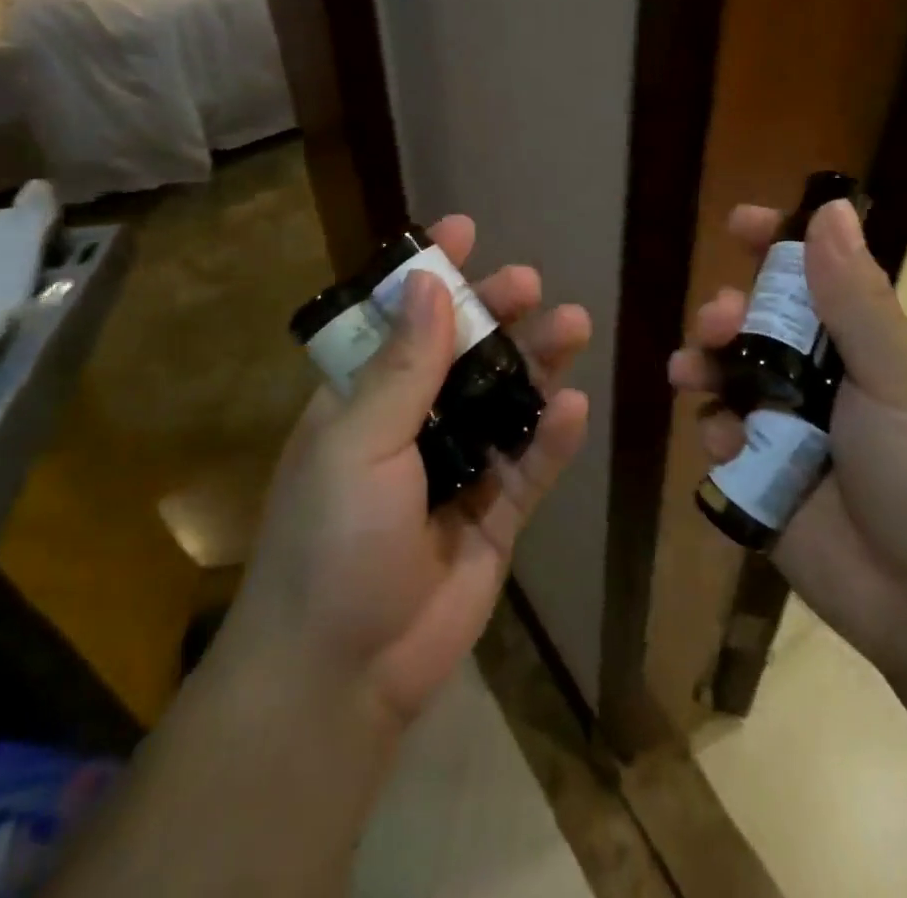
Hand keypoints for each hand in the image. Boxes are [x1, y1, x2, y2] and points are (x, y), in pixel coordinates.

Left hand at [218, 216, 590, 725]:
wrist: (342, 675)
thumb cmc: (331, 543)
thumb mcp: (357, 445)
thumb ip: (401, 368)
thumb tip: (430, 283)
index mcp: (364, 400)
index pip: (399, 320)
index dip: (429, 274)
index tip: (464, 230)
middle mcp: (411, 425)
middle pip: (463, 354)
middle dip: (496, 313)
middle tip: (529, 284)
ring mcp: (457, 469)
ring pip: (506, 402)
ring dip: (538, 365)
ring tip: (572, 325)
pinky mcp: (494, 515)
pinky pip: (529, 466)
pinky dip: (551, 438)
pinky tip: (576, 407)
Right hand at [669, 199, 906, 673]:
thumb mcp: (900, 375)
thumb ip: (856, 296)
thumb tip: (830, 207)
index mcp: (868, 347)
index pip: (817, 278)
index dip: (777, 246)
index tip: (737, 224)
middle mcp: (827, 381)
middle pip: (760, 325)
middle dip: (728, 314)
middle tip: (715, 322)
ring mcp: (793, 430)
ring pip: (730, 377)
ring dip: (704, 364)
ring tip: (687, 370)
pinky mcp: (765, 476)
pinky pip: (723, 436)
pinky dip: (715, 431)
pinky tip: (723, 442)